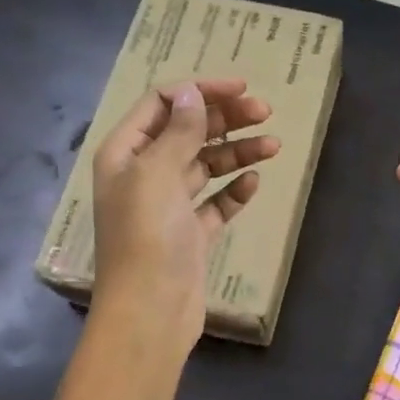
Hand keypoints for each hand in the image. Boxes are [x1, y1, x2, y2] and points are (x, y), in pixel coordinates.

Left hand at [91, 79, 278, 348]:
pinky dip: (234, 190)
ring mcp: (168, 205)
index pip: (162, 104)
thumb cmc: (147, 236)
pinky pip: (215, 202)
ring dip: (237, 152)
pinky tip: (253, 184)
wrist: (150, 312)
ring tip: (274, 147)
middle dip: (225, 119)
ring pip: (206, 165)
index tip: (241, 88)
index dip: (200, 91)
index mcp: (125, 153)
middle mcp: (144, 174)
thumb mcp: (158, 173)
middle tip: (266, 113)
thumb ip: (179, 131)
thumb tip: (192, 93)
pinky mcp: (190, 233)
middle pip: (188, 132)